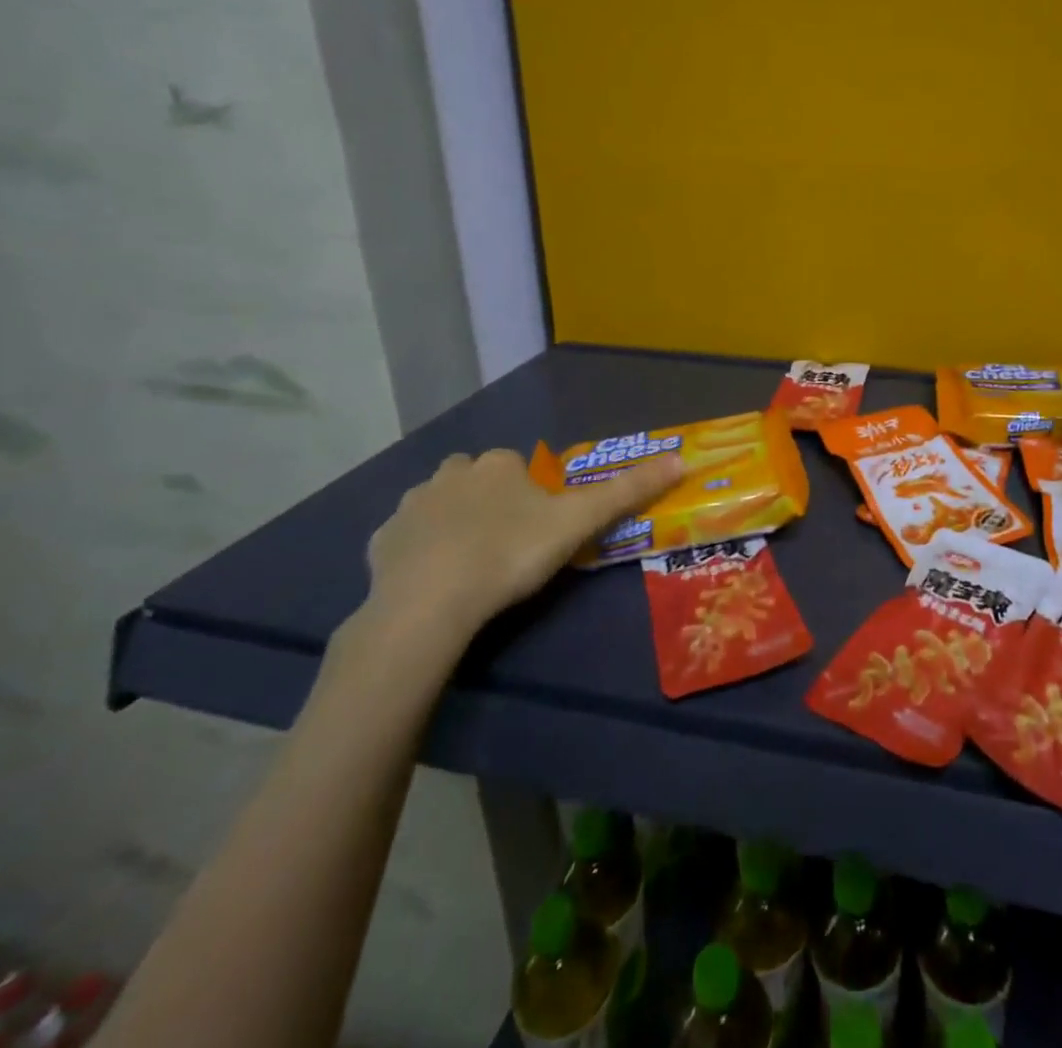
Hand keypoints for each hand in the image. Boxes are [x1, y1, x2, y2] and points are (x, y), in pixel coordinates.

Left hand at [363, 448, 683, 642]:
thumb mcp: (579, 522)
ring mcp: (412, 504)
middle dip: (490, 500)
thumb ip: (627, 490)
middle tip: (507, 544)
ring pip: (439, 503)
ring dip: (453, 521)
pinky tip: (433, 579)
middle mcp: (452, 472)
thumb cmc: (511, 554)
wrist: (431, 603)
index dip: (532, 495)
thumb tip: (681, 458)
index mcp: (498, 464)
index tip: (539, 529)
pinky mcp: (381, 540)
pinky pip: (406, 536)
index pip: (520, 466)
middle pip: (477, 478)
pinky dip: (419, 549)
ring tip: (470, 563)